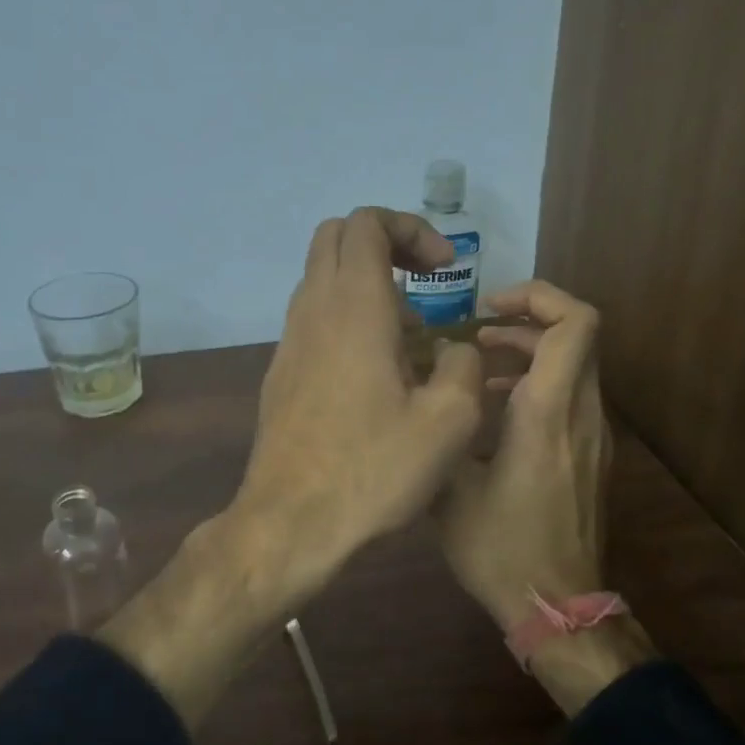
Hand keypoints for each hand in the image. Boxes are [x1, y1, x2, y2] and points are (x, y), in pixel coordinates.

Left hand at [231, 207, 484, 597]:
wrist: (291, 521)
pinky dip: (347, 317)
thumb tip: (452, 350)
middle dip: (386, 243)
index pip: (368, 223)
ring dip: (367, 284)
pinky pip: (314, 317)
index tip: (445, 269)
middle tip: (425, 282)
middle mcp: (314, 310)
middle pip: (337, 237)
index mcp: (355, 307)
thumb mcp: (450, 421)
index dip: (411, 229)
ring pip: (322, 277)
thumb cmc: (373, 469)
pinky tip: (378, 374)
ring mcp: (289, 340)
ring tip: (411, 336)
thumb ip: (463, 366)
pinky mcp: (281, 371)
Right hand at [437, 280, 608, 628]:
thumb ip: (445, 424)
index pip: (575, 324)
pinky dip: (539, 383)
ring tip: (479, 368)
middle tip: (477, 335)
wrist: (558, 606)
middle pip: (576, 336)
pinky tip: (498, 410)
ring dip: (531, 353)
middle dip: (527, 323)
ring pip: (576, 366)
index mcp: (547, 413)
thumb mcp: (450, 487)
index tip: (491, 307)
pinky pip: (573, 396)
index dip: (539, 297)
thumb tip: (439, 378)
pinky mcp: (592, 455)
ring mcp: (594, 436)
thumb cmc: (499, 546)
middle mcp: (582, 414)